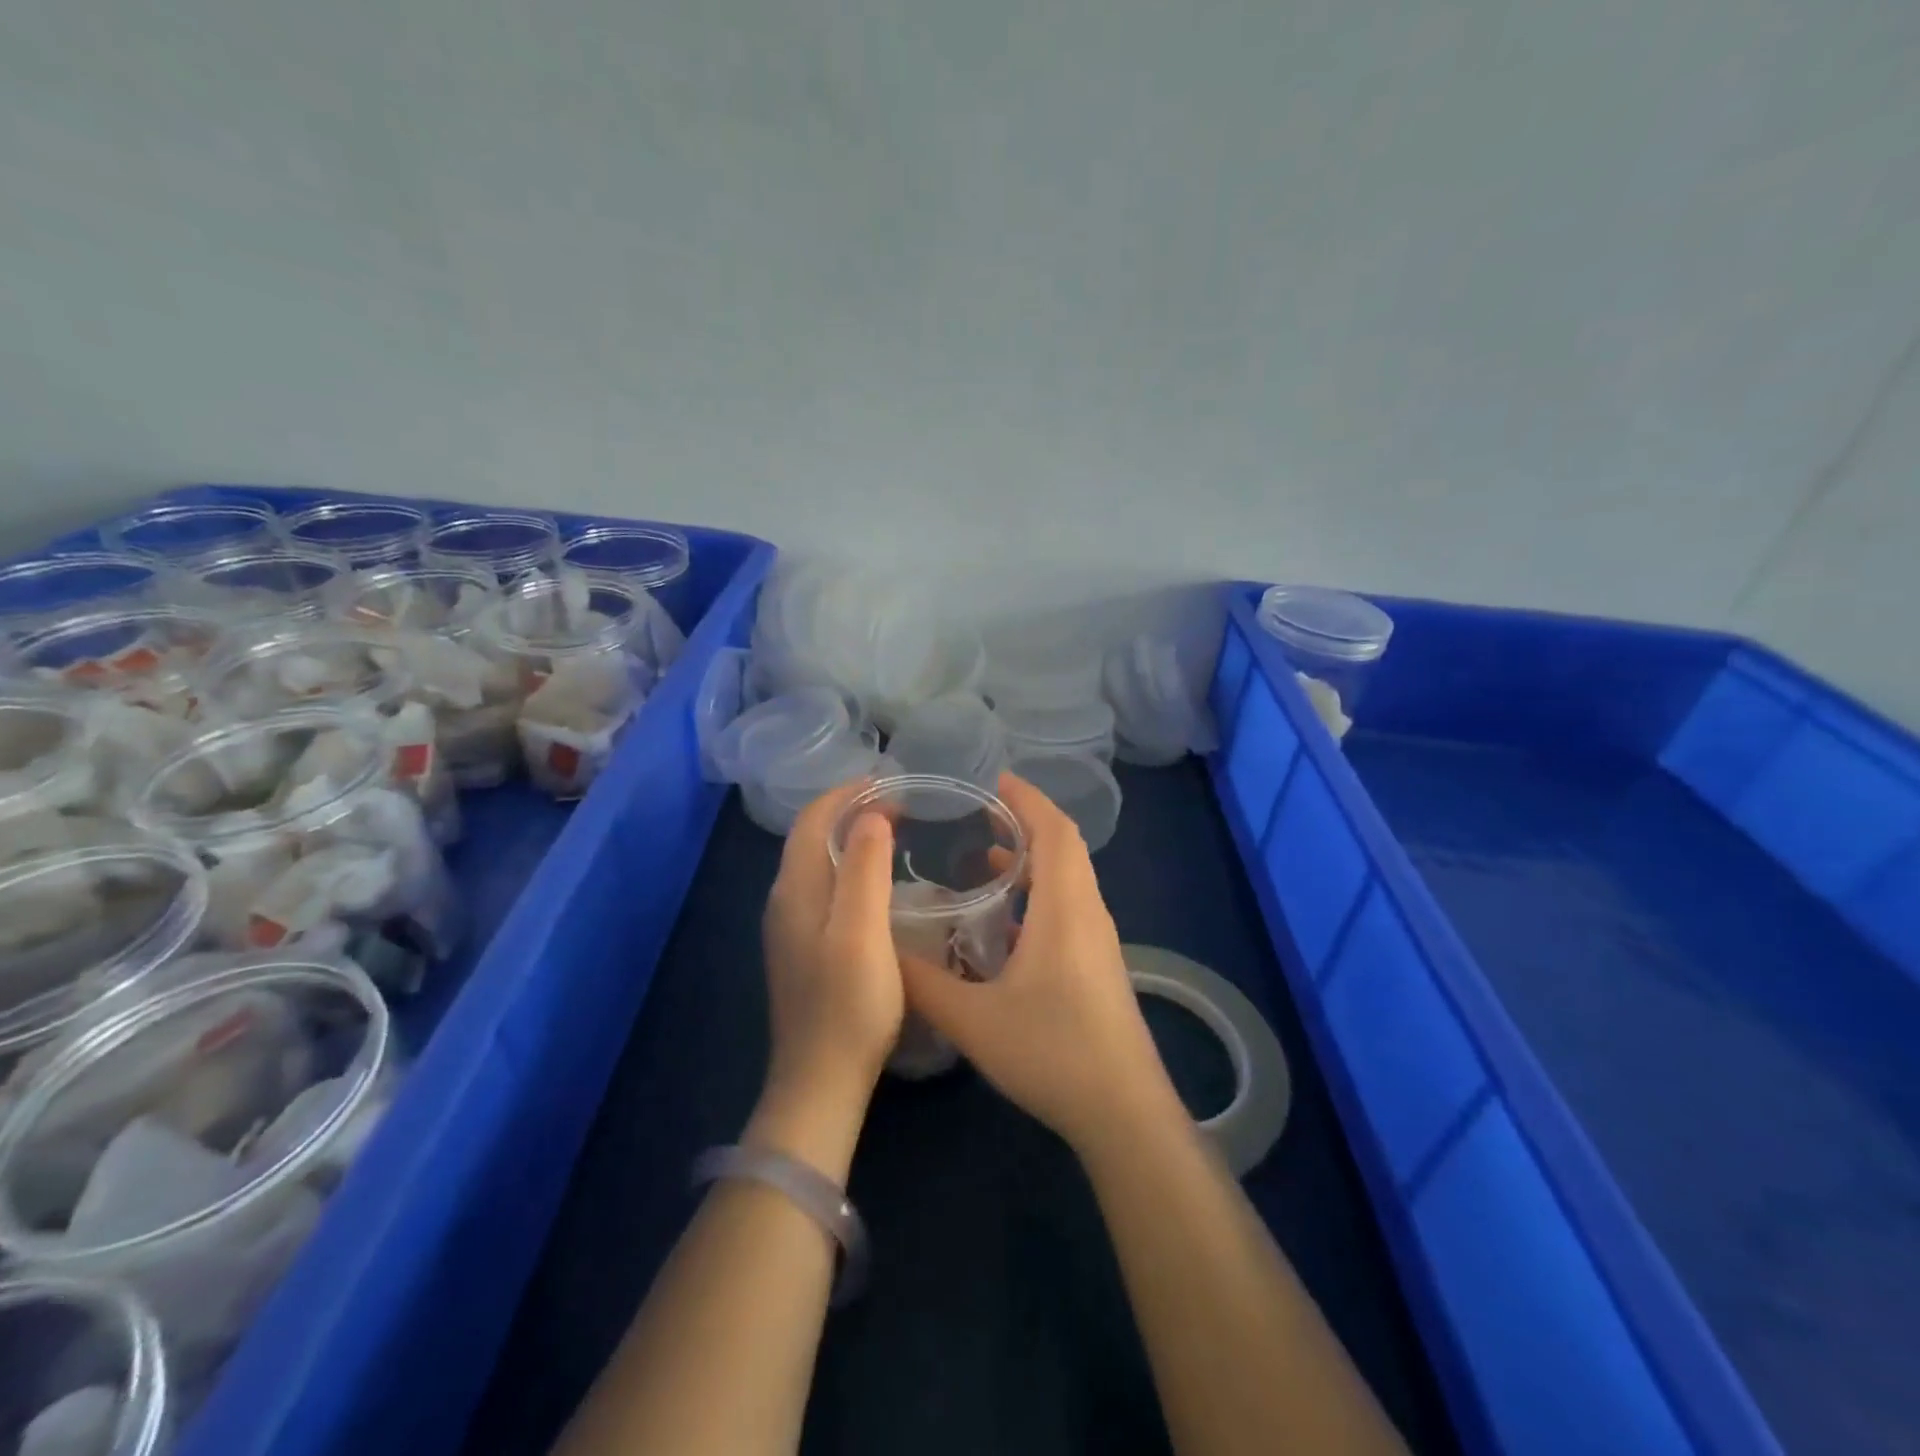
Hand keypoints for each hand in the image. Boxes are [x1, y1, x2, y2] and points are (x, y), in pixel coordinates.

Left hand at [761, 782, 904, 1100]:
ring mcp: (791, 927)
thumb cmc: (849, 1004)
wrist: (821, 1081)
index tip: (891, 783)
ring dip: (850, 838)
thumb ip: (863, 869)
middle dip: (851, 810)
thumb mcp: (862, 931)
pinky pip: (824, 887)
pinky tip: (877, 881)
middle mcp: (784, 900)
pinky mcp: (804, 948)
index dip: (847, 793)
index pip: (812, 819)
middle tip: (900, 805)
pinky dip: (849, 866)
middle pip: (811, 836)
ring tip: (893, 832)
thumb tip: (869, 815)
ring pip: (817, 862)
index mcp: (794, 889)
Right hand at [898, 774, 1182, 1157]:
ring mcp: (1098, 941)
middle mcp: (1088, 912)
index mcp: (1065, 907)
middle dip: (1026, 823)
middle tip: (982, 815)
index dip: (1027, 799)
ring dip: (1033, 861)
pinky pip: (1068, 909)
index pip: (1054, 830)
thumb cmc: (1052, 1051)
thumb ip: (922, 983)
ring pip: (1068, 880)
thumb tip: (881, 951)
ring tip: (987, 862)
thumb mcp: (972, 1019)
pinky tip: (1004, 926)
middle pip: (1064, 848)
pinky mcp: (1097, 966)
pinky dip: (1039, 896)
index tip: (994, 781)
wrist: (1123, 1111)